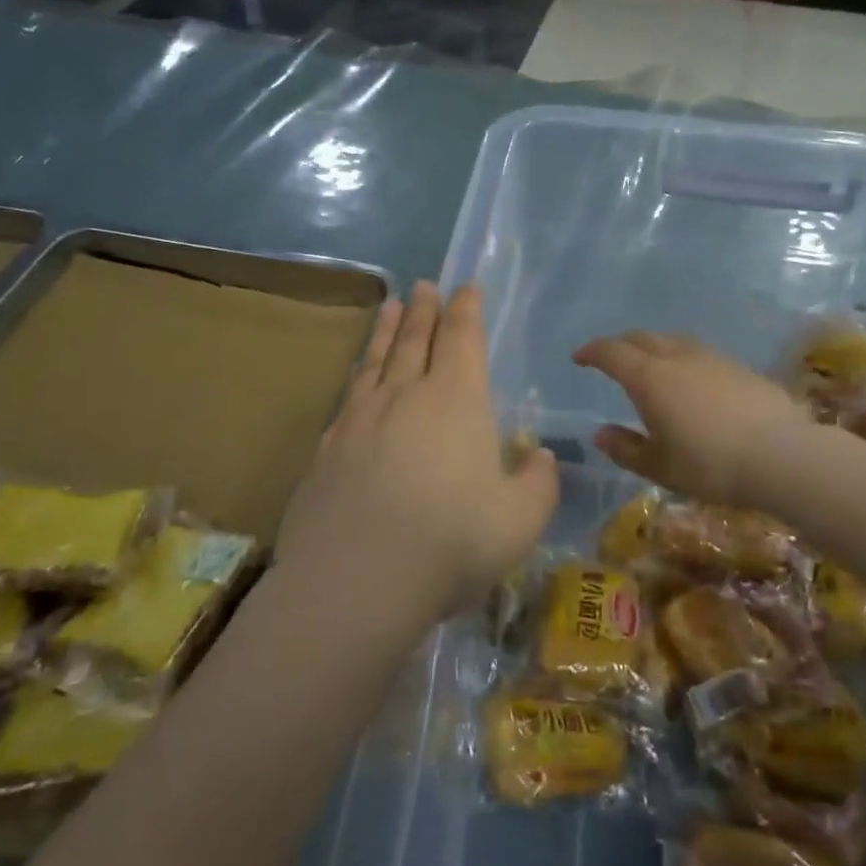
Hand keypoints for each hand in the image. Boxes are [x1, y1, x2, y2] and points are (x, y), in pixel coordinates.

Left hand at [274, 283, 558, 621]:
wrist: (356, 580)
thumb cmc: (452, 542)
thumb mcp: (521, 520)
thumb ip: (538, 483)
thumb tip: (540, 458)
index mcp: (455, 400)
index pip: (462, 339)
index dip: (466, 310)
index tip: (465, 287)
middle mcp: (404, 395)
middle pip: (415, 339)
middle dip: (425, 309)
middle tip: (425, 285)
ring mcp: (358, 419)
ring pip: (376, 360)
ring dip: (387, 330)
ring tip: (392, 306)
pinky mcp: (326, 449)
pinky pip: (347, 397)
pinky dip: (357, 377)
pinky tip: (357, 381)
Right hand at [572, 332, 812, 507]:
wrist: (784, 456)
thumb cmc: (710, 465)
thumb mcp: (660, 467)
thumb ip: (626, 449)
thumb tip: (601, 434)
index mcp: (650, 379)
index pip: (612, 353)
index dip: (592, 352)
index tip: (579, 358)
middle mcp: (678, 358)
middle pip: (642, 338)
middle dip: (620, 344)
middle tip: (611, 359)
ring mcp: (713, 359)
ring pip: (673, 341)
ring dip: (653, 346)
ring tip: (650, 365)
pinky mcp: (740, 368)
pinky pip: (700, 353)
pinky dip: (683, 358)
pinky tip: (692, 381)